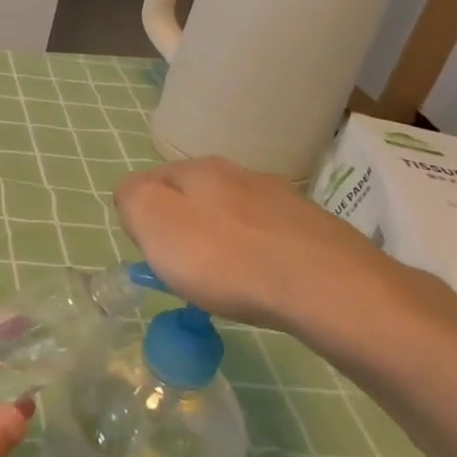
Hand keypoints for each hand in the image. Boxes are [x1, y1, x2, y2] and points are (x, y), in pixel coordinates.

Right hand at [114, 157, 453, 359]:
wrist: (324, 287)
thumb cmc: (224, 257)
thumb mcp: (154, 223)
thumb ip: (132, 199)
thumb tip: (134, 196)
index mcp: (198, 169)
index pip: (149, 181)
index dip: (142, 219)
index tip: (151, 255)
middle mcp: (240, 173)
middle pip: (193, 198)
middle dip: (182, 229)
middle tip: (183, 271)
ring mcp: (281, 199)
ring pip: (233, 216)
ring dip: (221, 242)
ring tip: (225, 282)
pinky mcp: (313, 230)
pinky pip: (267, 238)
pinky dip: (257, 257)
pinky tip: (262, 282)